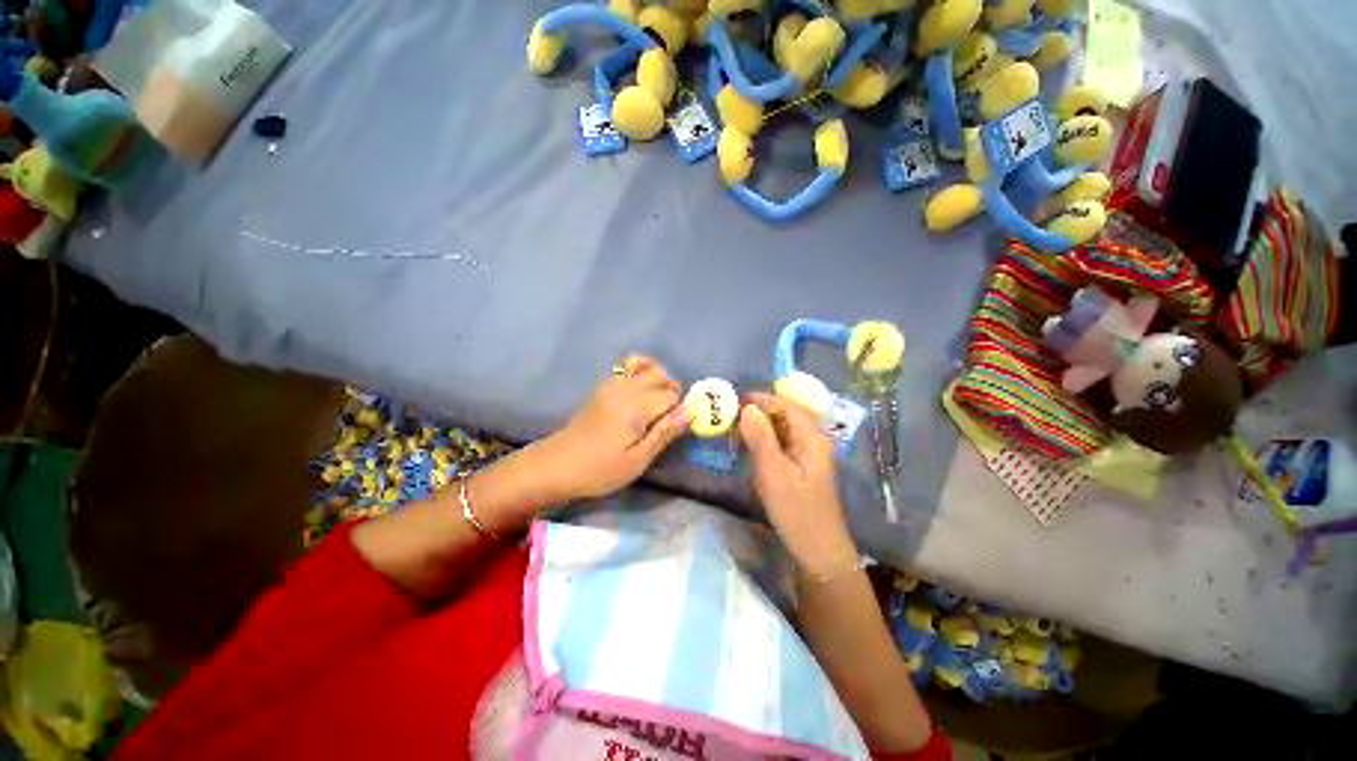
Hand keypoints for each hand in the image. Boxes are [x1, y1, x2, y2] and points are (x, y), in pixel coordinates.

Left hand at [532, 355, 689, 502]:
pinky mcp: (603, 386)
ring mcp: (612, 384)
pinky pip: (627, 366)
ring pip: (645, 365)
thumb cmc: (599, 469)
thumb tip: (690, 411)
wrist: (557, 464)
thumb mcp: (637, 460)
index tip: (674, 429)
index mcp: (636, 406)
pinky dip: (640, 371)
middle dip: (671, 391)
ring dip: (658, 378)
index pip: (671, 395)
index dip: (678, 410)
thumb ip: (664, 433)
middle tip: (666, 417)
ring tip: (656, 401)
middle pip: (660, 375)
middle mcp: (625, 388)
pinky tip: (640, 392)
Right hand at [738, 392, 856, 574]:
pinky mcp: (803, 463)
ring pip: (783, 427)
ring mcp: (810, 451)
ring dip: (760, 424)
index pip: (785, 404)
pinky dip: (765, 438)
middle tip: (730, 414)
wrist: (817, 548)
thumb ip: (760, 438)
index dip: (760, 399)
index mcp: (812, 436)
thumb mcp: (773, 473)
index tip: (733, 400)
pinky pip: (783, 441)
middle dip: (758, 410)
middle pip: (785, 413)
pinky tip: (749, 444)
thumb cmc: (795, 510)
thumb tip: (747, 408)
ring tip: (735, 426)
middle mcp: (814, 438)